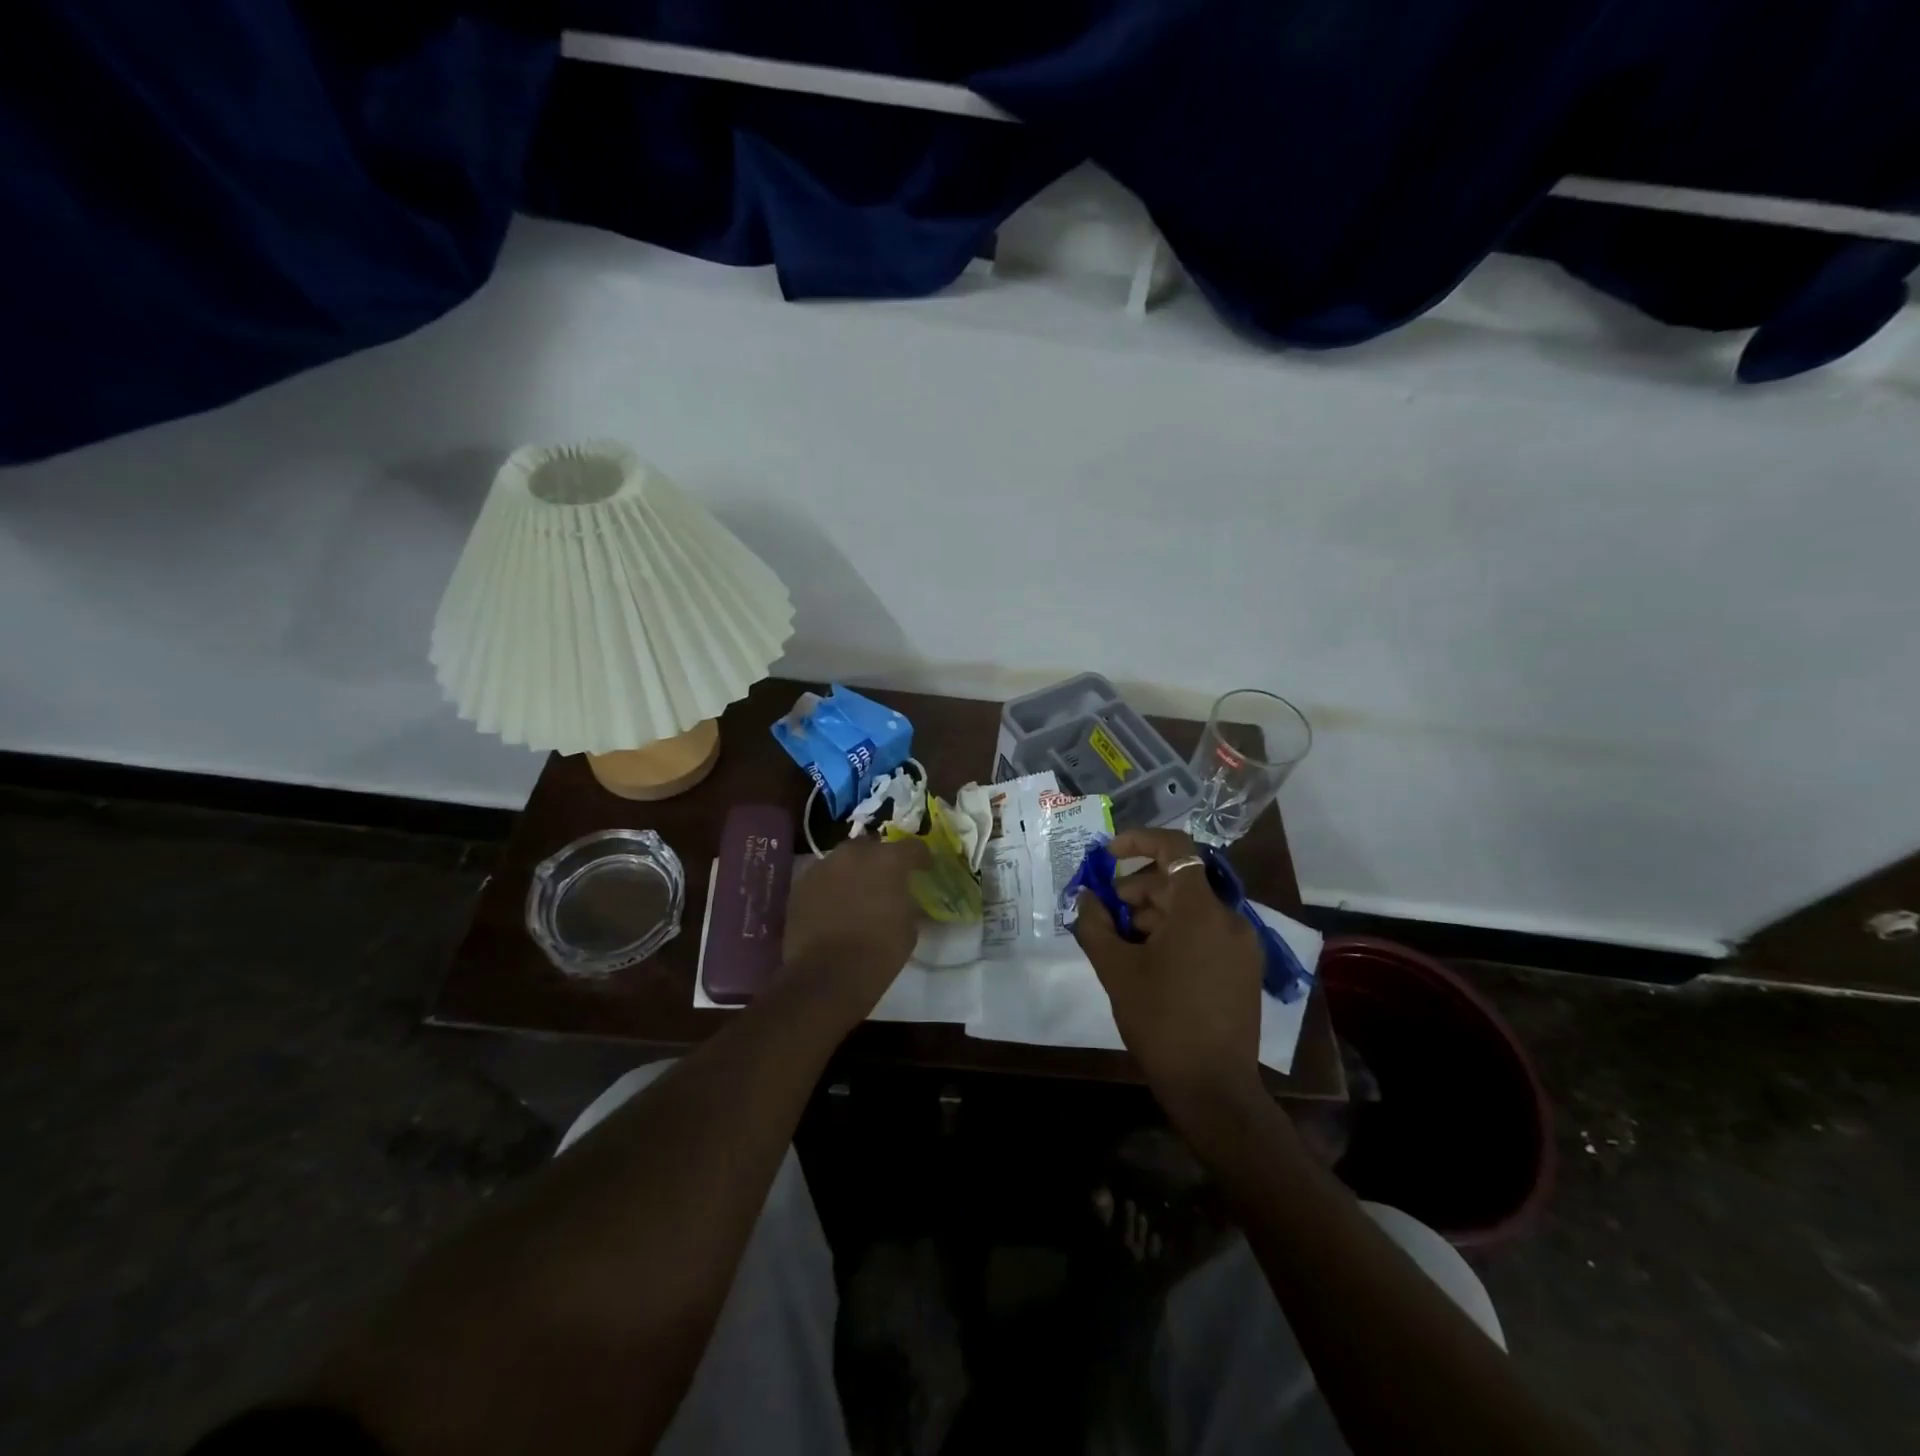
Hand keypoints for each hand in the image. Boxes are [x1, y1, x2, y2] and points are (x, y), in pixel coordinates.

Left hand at [782, 835, 929, 1022]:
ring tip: (857, 892)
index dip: (920, 857)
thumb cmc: (878, 953)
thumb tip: (903, 898)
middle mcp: (854, 855)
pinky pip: (822, 877)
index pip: (912, 847)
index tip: (924, 869)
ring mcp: (823, 867)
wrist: (826, 977)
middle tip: (886, 879)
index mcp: (887, 861)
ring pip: (843, 859)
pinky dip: (831, 886)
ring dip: (853, 870)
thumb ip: (907, 903)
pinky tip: (834, 905)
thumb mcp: (908, 929)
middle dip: (880, 858)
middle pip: (872, 845)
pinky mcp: (800, 885)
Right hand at [1071, 829, 1266, 1122]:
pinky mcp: (1244, 968)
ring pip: (1191, 908)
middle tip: (1106, 913)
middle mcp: (1229, 918)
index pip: (1176, 848)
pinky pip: (1206, 932)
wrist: (1213, 1088)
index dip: (1139, 841)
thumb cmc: (1160, 1021)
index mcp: (1200, 910)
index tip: (1108, 856)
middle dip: (1138, 888)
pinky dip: (1176, 932)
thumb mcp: (1116, 969)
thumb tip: (1087, 897)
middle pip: (1179, 881)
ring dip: (1154, 913)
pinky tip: (1150, 960)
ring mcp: (1242, 944)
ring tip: (1123, 941)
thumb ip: (1095, 924)